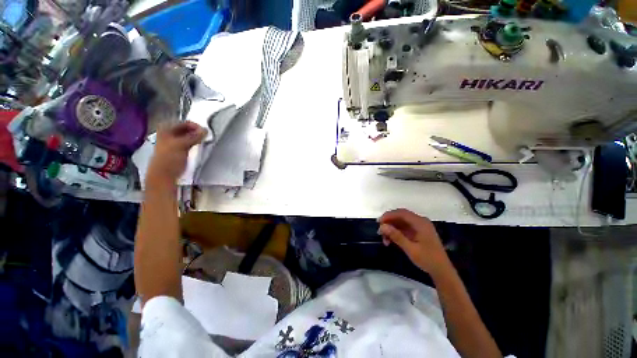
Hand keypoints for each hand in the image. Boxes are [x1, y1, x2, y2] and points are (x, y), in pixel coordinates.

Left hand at [146, 121, 206, 187]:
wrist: (163, 176)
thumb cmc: (169, 159)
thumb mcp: (181, 145)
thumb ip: (194, 137)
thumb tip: (205, 130)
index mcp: (166, 129)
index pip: (184, 123)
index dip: (195, 126)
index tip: (206, 131)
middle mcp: (168, 134)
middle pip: (186, 130)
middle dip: (196, 132)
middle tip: (207, 136)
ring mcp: (173, 143)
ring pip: (187, 137)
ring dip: (196, 138)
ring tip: (205, 141)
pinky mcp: (178, 151)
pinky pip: (188, 144)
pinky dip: (194, 144)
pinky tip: (199, 147)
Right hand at [378, 209, 450, 276]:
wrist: (442, 271)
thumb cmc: (428, 259)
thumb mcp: (411, 249)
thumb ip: (396, 236)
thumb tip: (382, 226)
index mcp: (420, 223)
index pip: (401, 213)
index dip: (389, 215)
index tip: (379, 222)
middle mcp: (420, 221)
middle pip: (400, 216)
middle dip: (389, 222)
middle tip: (380, 230)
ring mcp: (419, 227)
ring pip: (401, 222)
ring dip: (391, 228)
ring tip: (384, 239)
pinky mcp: (418, 232)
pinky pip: (404, 228)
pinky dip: (396, 233)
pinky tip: (390, 241)